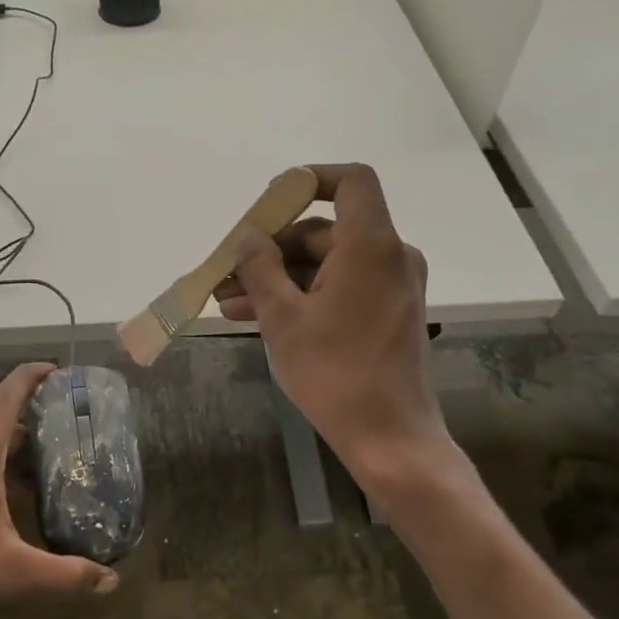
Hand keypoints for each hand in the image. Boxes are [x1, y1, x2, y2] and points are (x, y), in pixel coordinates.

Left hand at [0, 362, 119, 618]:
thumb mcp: (14, 573)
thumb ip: (66, 575)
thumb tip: (110, 582)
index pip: (8, 395)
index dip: (32, 375)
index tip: (57, 369)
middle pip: (0, 422)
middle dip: (34, 425)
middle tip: (67, 440)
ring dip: (11, 451)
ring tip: (42, 473)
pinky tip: (2, 500)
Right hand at [217, 164, 452, 480]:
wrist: (389, 438)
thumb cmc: (334, 373)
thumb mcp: (283, 318)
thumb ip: (260, 267)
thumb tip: (248, 237)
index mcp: (371, 246)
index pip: (351, 181)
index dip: (309, 180)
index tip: (269, 202)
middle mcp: (390, 256)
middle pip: (325, 229)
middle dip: (271, 248)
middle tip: (228, 272)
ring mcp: (391, 286)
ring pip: (325, 264)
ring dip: (278, 278)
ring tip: (227, 303)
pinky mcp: (388, 312)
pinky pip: (339, 287)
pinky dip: (302, 295)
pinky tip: (255, 317)